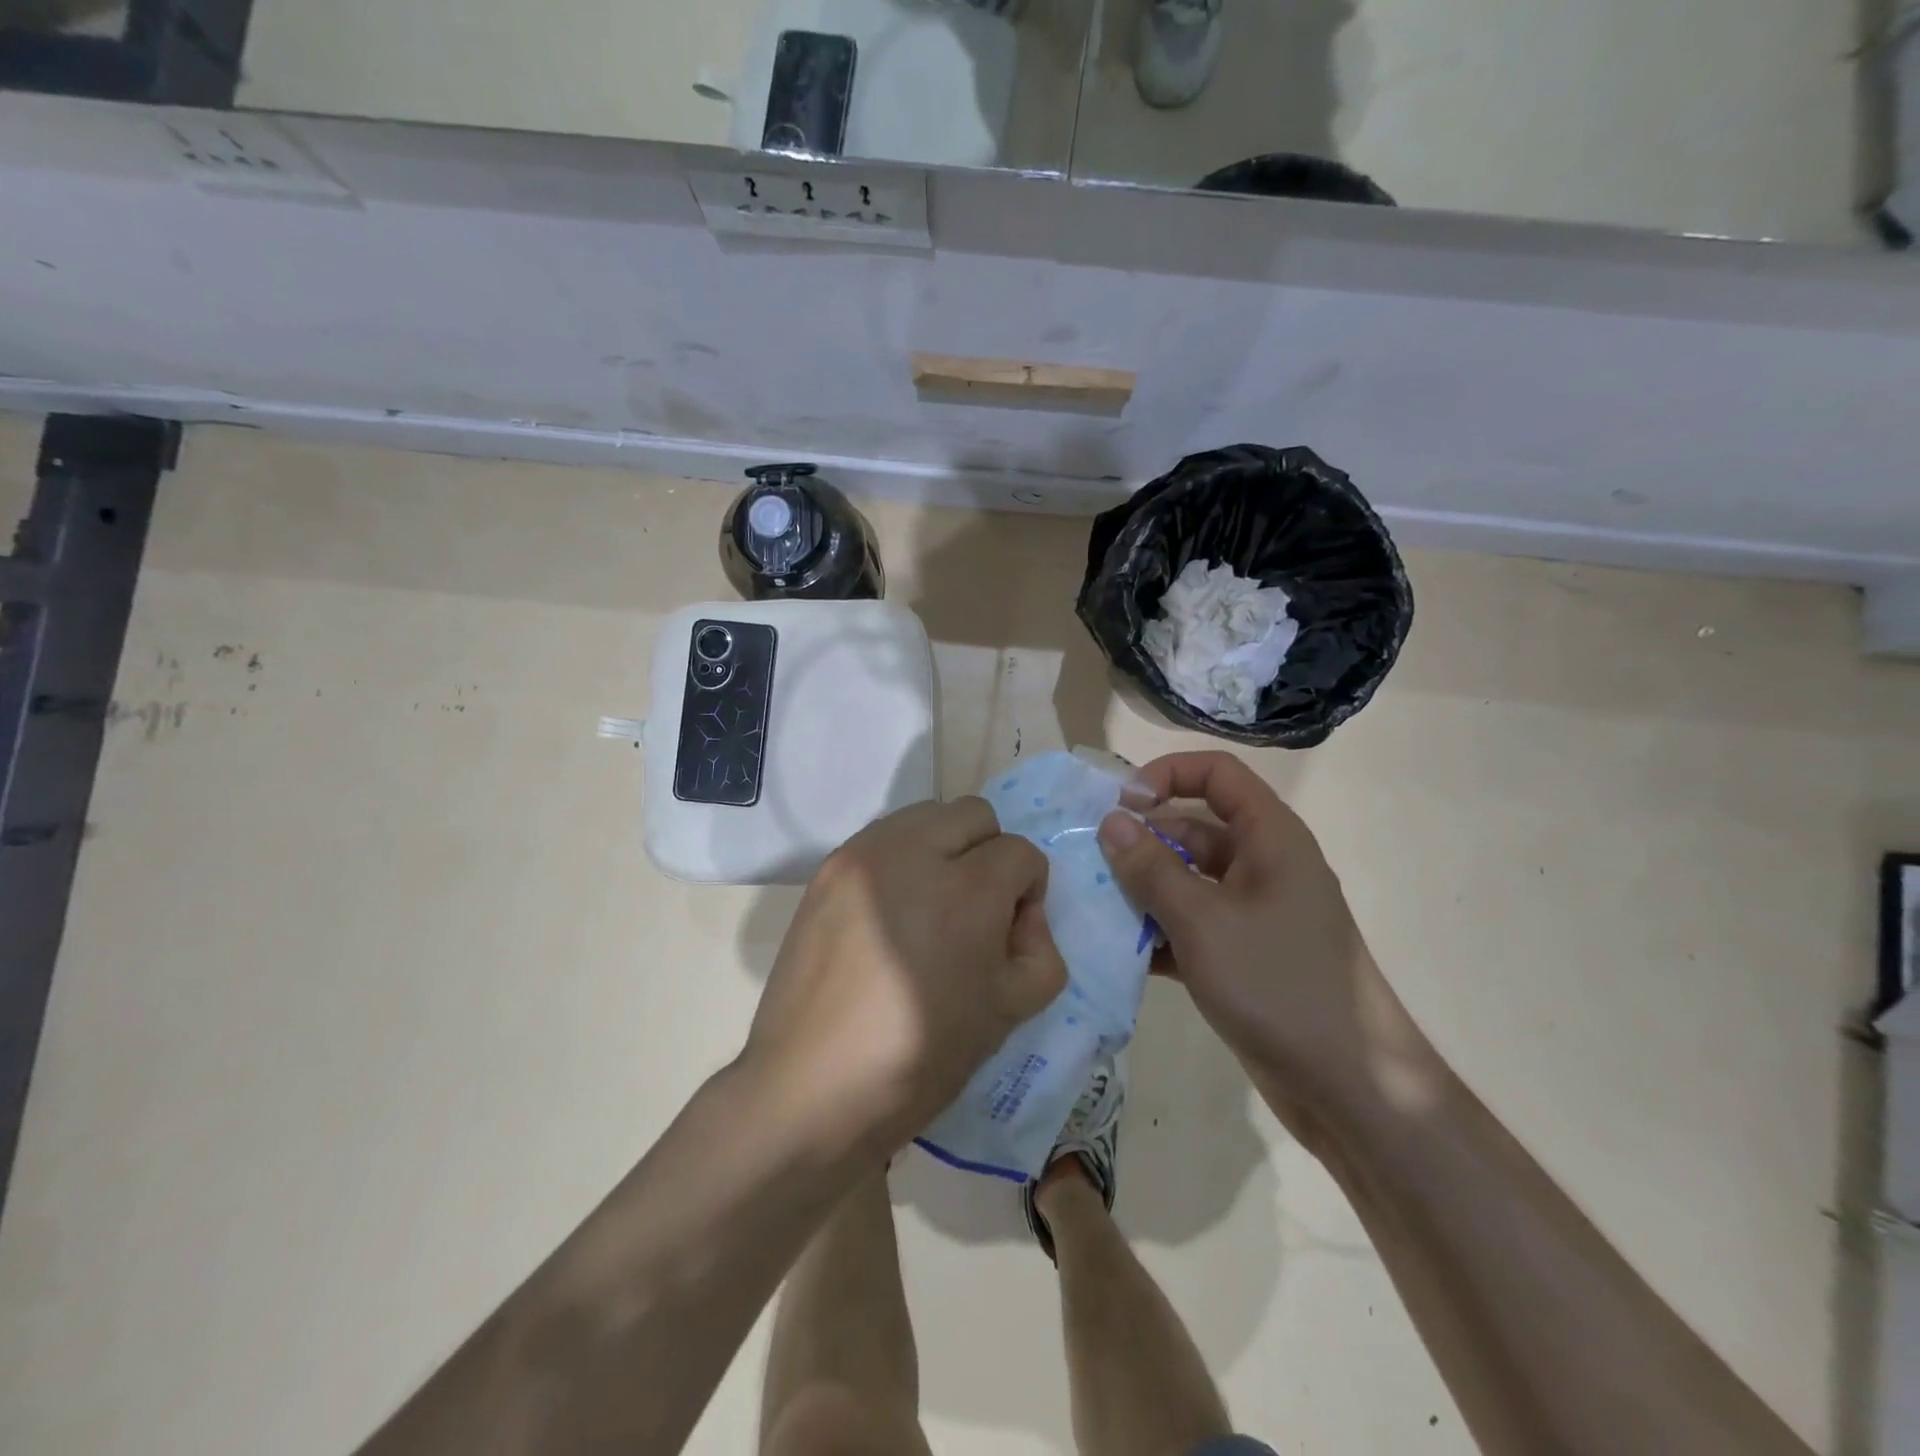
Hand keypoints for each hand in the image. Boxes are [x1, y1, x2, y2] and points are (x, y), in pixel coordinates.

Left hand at [743, 798, 1067, 1160]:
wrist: (810, 1087)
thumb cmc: (918, 1059)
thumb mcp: (1009, 1013)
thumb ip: (1040, 949)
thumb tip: (1021, 913)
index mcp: (965, 892)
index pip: (1020, 852)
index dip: (1029, 890)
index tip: (1010, 931)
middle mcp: (912, 854)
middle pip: (974, 814)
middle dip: (990, 853)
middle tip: (976, 909)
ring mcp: (862, 856)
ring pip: (926, 815)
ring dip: (945, 848)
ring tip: (930, 906)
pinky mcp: (828, 868)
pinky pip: (884, 838)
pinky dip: (903, 858)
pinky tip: (893, 911)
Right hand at [1097, 752, 1393, 1122]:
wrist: (1349, 1089)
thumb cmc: (1277, 985)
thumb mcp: (1203, 921)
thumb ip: (1152, 868)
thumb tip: (1111, 821)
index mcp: (1270, 837)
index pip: (1217, 773)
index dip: (1166, 774)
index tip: (1120, 805)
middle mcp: (1264, 864)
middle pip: (1195, 826)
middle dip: (1143, 840)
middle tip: (1091, 861)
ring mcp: (1255, 912)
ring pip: (1188, 879)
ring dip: (1144, 889)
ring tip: (1095, 905)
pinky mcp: (1244, 954)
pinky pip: (1193, 924)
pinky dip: (1160, 931)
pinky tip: (1120, 953)